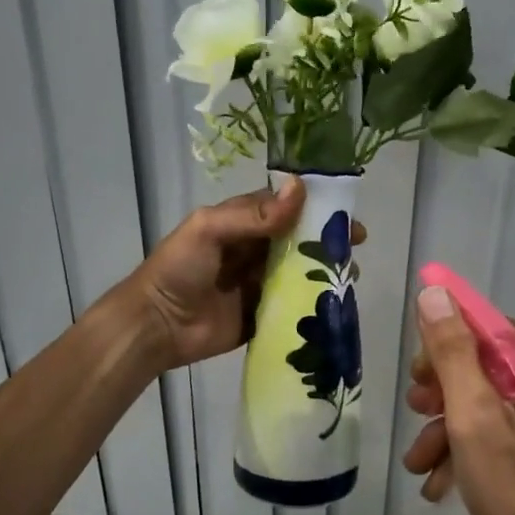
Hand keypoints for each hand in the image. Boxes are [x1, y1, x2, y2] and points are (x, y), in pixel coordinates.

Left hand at [127, 180, 364, 370]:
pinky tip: (336, 301)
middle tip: (356, 245)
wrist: (157, 325)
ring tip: (349, 274)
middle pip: (298, 240)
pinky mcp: (264, 314)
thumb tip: (300, 189)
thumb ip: (254, 214)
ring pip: (300, 271)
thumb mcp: (210, 230)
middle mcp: (254, 250)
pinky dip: (314, 302)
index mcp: (242, 223)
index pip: (284, 208)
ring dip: (325, 270)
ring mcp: (260, 284)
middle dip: (327, 240)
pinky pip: (294, 304)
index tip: (344, 213)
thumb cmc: (179, 269)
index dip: (314, 207)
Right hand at [401, 285, 514, 514]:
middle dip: (445, 391)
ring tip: (418, 461)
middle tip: (415, 412)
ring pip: (494, 400)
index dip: (446, 342)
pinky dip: (474, 446)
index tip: (415, 373)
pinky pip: (509, 428)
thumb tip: (434, 293)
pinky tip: (440, 480)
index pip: (491, 328)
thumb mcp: (474, 417)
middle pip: (491, 364)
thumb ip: (453, 352)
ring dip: (451, 426)